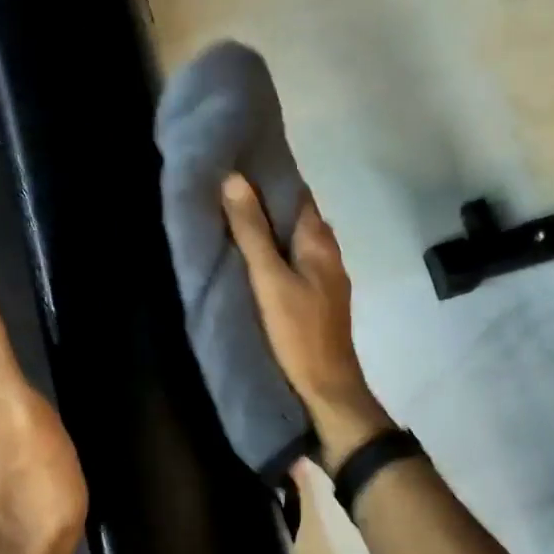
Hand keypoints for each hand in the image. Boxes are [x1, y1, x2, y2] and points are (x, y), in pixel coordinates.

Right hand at [221, 174, 393, 470]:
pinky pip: (294, 265)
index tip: (237, 166)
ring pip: (295, 243)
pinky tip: (253, 264)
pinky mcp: (317, 302)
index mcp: (320, 241)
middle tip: (225, 194)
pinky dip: (275, 256)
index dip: (270, 179)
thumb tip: (234, 179)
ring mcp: (326, 280)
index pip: (296, 194)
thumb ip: (251, 232)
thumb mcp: (269, 279)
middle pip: (296, 218)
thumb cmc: (298, 332)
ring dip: (270, 232)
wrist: (327, 388)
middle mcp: (328, 254)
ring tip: (232, 224)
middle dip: (266, 204)